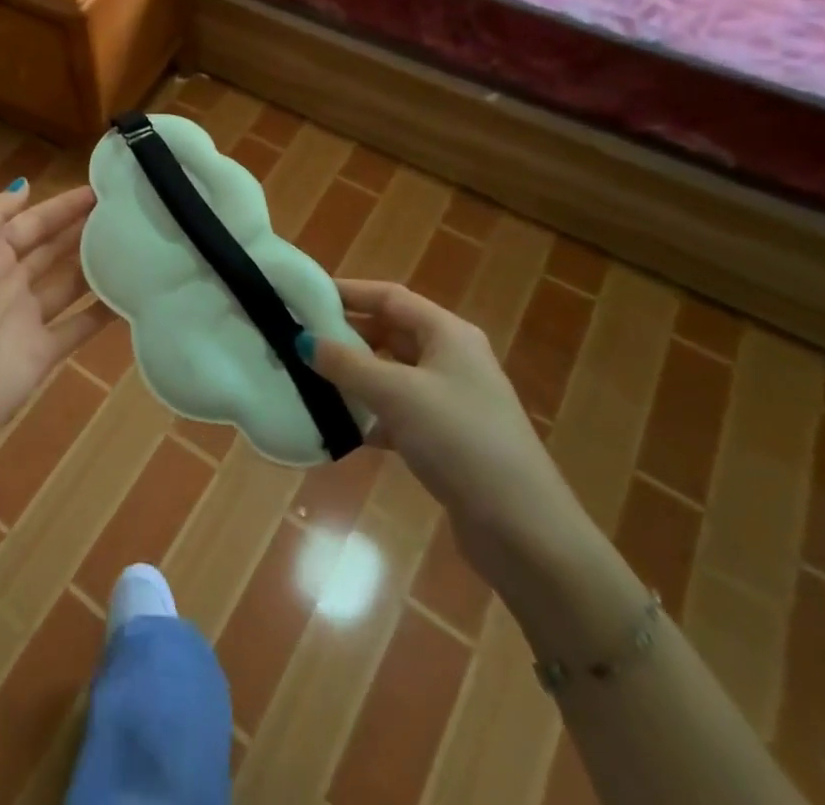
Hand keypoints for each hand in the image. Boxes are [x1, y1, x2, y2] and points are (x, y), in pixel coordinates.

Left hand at [0, 180, 105, 453]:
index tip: (100, 191)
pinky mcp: (44, 352)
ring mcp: (27, 318)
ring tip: (135, 247)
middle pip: (52, 249)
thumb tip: (24, 185)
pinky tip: (132, 297)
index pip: (31, 222)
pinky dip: (103, 313)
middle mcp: (9, 281)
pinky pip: (79, 325)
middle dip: (83, 230)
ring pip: (69, 283)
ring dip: (96, 266)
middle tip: (127, 215)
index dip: (62, 207)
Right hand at [303, 279, 578, 574]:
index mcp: (448, 334)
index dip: (348, 292)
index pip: (389, 297)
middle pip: (390, 332)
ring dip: (355, 376)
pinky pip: (398, 412)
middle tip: (300, 339)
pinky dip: (370, 414)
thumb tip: (302, 340)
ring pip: (392, 374)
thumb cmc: (461, 441)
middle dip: (347, 334)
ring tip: (310, 379)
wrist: (525, 530)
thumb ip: (347, 364)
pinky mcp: (447, 438)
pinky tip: (342, 428)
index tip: (304, 297)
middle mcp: (452, 358)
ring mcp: (452, 400)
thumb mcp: (397, 394)